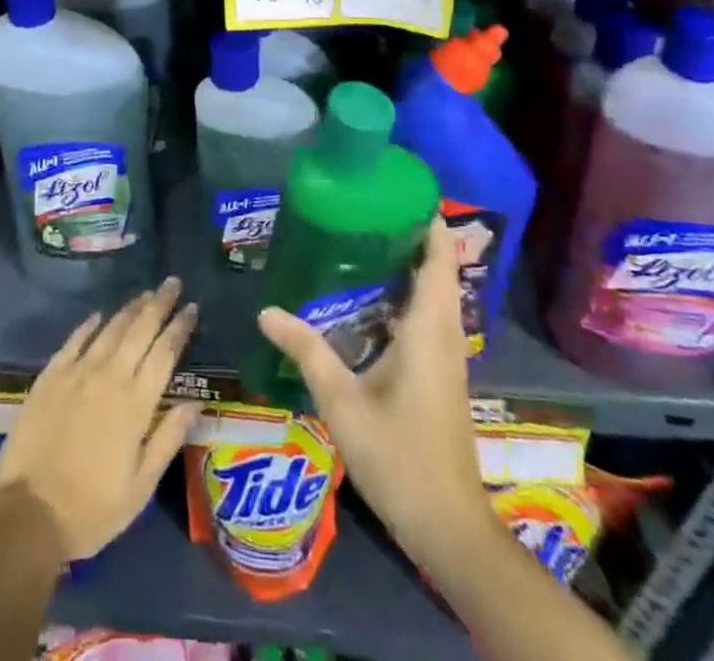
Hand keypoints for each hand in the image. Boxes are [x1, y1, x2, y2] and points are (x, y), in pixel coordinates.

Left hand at [0, 276, 202, 561]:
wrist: (26, 514)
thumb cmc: (91, 509)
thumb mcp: (140, 487)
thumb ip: (168, 439)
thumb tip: (195, 403)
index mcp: (136, 404)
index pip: (165, 353)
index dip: (180, 327)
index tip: (192, 307)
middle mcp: (109, 377)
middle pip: (140, 329)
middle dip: (159, 304)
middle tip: (172, 283)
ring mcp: (77, 372)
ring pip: (110, 328)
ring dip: (130, 308)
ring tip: (145, 293)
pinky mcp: (50, 376)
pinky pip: (74, 340)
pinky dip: (89, 325)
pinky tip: (98, 315)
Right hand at [257, 217, 496, 560]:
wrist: (448, 524)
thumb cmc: (399, 456)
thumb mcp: (343, 401)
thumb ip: (306, 351)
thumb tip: (266, 310)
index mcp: (429, 329)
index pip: (439, 259)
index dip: (428, 222)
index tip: (397, 188)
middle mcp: (444, 333)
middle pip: (437, 270)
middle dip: (409, 235)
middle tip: (363, 207)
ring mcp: (446, 355)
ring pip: (434, 293)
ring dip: (409, 264)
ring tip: (361, 239)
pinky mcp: (441, 373)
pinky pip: (428, 315)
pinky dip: (407, 293)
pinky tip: (370, 298)